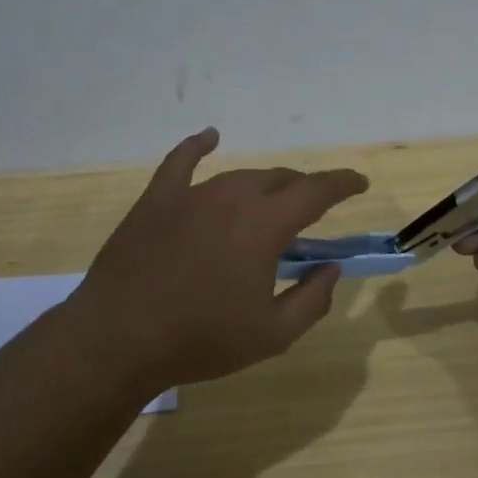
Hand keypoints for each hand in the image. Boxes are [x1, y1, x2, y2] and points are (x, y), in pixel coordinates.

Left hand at [74, 128, 368, 392]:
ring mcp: (191, 194)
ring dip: (263, 185)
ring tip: (271, 200)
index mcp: (264, 225)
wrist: (119, 339)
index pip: (315, 191)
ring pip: (239, 176)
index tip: (359, 182)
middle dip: (302, 190)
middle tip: (311, 210)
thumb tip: (331, 267)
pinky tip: (209, 138)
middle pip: (279, 180)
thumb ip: (312, 298)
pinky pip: (181, 162)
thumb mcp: (272, 334)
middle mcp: (232, 197)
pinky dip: (198, 146)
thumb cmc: (201, 339)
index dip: (342, 184)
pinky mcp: (157, 200)